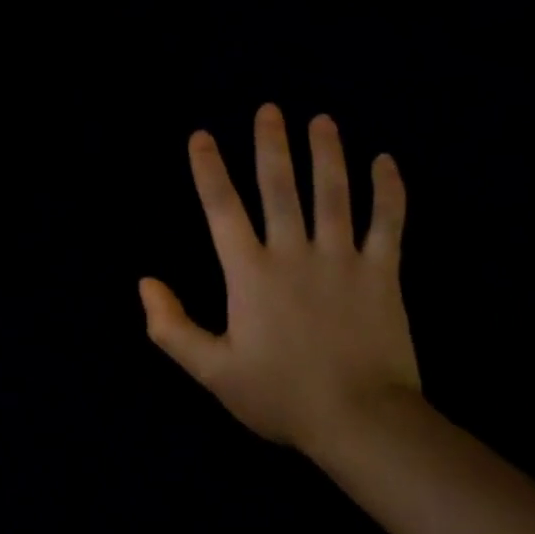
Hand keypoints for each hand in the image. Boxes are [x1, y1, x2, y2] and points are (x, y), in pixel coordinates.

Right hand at [140, 104, 420, 463]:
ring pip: (335, 194)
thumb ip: (172, 328)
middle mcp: (294, 254)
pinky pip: (388, 224)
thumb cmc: (281, 396)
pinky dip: (389, 192)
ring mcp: (343, 260)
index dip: (209, 170)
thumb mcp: (212, 372)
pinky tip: (386, 162)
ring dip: (328, 154)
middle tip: (270, 110)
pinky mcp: (383, 274)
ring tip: (323, 121)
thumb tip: (145, 284)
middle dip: (272, 146)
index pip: (223, 210)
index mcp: (251, 274)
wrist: (361, 423)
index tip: (201, 136)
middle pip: (281, 188)